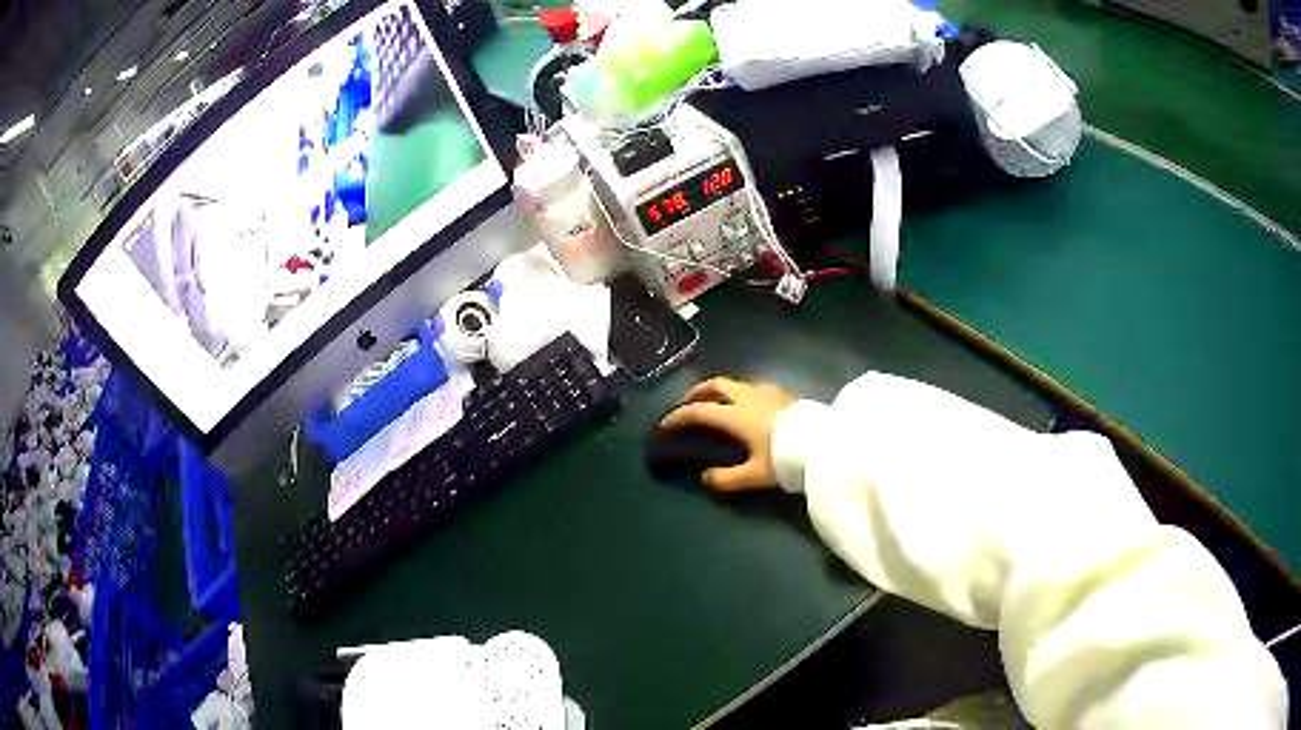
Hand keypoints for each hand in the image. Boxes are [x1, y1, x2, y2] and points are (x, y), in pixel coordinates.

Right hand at [660, 376, 796, 491]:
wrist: (827, 443)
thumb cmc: (787, 458)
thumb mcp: (756, 475)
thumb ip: (727, 478)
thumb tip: (705, 478)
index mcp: (736, 416)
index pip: (699, 411)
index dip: (678, 417)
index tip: (665, 425)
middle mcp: (748, 397)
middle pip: (716, 385)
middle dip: (697, 392)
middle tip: (688, 404)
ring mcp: (768, 392)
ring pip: (736, 383)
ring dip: (720, 390)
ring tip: (717, 403)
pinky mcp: (783, 393)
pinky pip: (752, 387)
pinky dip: (739, 393)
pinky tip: (748, 406)